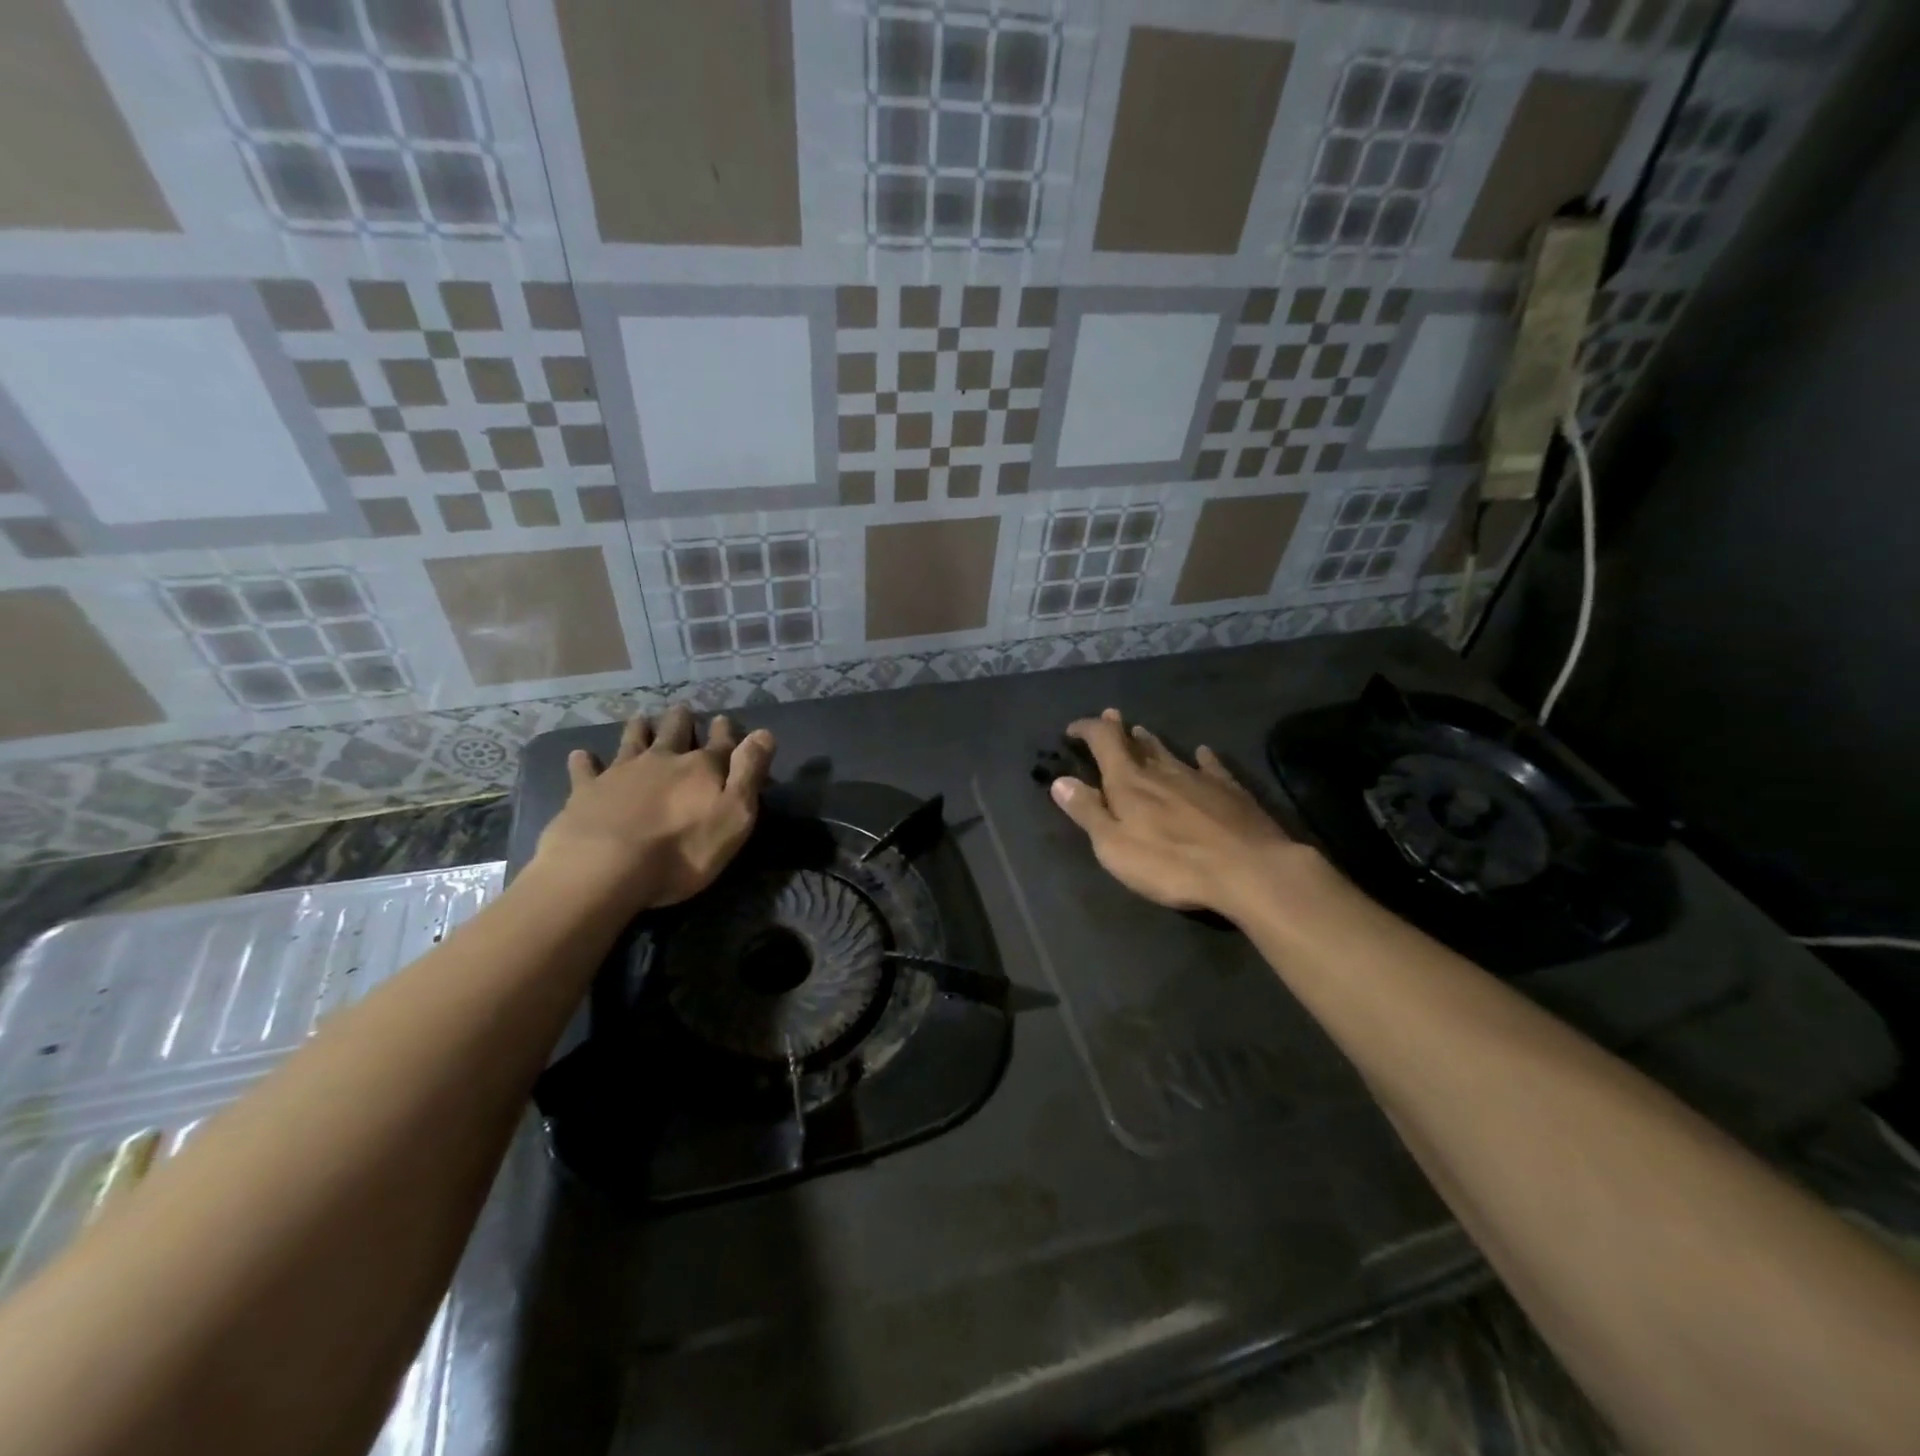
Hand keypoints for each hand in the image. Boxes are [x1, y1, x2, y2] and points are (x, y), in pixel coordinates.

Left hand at [534, 705, 775, 911]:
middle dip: (681, 721)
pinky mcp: (587, 790)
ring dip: (640, 729)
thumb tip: (764, 733)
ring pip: (633, 740)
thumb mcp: (734, 816)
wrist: (605, 867)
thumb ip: (749, 773)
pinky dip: (586, 760)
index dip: (725, 731)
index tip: (724, 720)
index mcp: (702, 768)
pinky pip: (586, 769)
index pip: (721, 742)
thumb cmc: (683, 850)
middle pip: (675, 732)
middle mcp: (663, 760)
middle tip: (682, 711)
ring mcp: (621, 772)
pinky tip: (582, 755)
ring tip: (642, 719)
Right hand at [1050, 708, 1303, 918]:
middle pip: (1137, 743)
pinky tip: (1204, 752)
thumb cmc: (1170, 863)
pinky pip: (1212, 766)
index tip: (1073, 729)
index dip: (1087, 729)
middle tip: (1112, 717)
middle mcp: (1162, 770)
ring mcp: (1199, 778)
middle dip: (1120, 730)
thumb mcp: (1114, 846)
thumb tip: (1061, 781)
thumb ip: (1088, 812)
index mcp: (1129, 781)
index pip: (1103, 741)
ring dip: (1152, 742)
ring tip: (1142, 732)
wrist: (1248, 869)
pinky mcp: (1231, 791)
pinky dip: (1203, 758)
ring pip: (1170, 752)